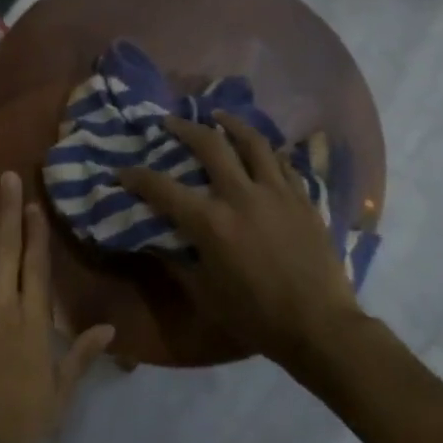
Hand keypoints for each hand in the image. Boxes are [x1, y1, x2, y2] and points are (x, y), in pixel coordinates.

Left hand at [0, 173, 113, 442]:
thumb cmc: (14, 427)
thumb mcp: (58, 396)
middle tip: (9, 176)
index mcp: (31, 323)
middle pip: (6, 250)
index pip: (36, 267)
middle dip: (9, 211)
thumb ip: (79, 357)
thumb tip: (110, 328)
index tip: (35, 204)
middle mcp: (0, 306)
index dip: (36, 233)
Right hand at [118, 114, 359, 369]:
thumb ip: (177, 263)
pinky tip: (260, 149)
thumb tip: (155, 243)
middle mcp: (242, 196)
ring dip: (231, 124)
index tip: (122, 171)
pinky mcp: (303, 199)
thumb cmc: (256, 316)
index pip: (163, 189)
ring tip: (218, 115)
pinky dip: (266, 151)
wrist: (319, 327)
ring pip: (253, 142)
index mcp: (211, 222)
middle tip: (171, 122)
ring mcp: (277, 193)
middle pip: (210, 146)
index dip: (137, 177)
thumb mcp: (204, 294)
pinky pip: (283, 163)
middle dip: (185, 128)